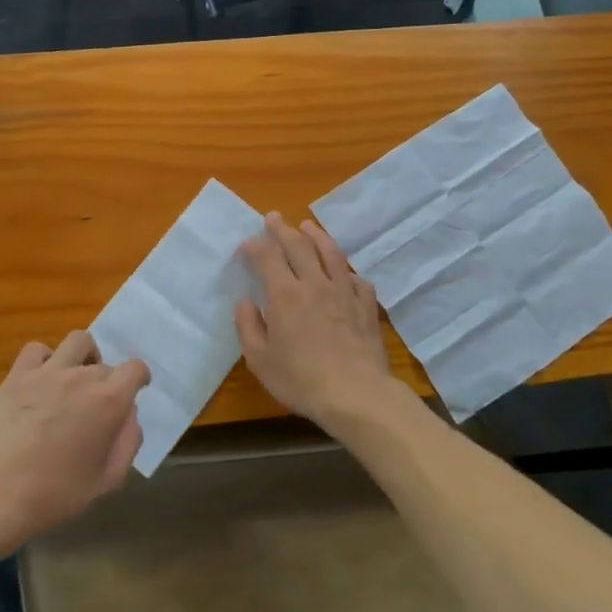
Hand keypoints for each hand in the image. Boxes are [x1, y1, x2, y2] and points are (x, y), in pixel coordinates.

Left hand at [0, 331, 149, 551]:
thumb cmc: (58, 495)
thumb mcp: (109, 478)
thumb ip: (129, 440)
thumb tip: (129, 413)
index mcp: (109, 400)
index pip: (135, 369)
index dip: (139, 379)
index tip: (134, 391)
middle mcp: (81, 376)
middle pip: (105, 364)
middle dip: (108, 382)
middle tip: (97, 407)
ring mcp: (46, 372)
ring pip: (77, 342)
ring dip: (84, 357)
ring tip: (76, 380)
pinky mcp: (16, 377)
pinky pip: (37, 350)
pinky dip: (46, 359)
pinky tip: (43, 382)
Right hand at [234, 214, 398, 432]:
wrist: (355, 394)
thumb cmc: (300, 379)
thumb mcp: (259, 360)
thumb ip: (248, 327)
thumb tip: (245, 303)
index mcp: (284, 295)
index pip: (268, 258)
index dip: (256, 246)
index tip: (248, 242)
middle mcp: (314, 284)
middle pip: (299, 246)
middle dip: (283, 229)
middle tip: (274, 217)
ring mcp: (344, 292)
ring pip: (331, 254)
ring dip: (317, 236)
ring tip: (308, 226)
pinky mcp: (366, 306)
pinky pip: (357, 279)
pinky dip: (347, 270)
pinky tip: (344, 271)